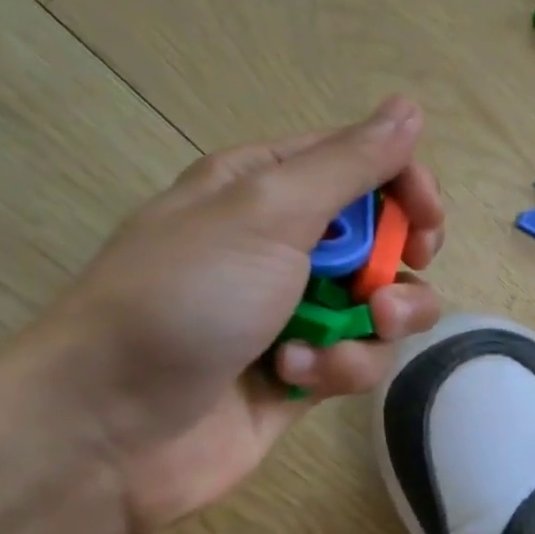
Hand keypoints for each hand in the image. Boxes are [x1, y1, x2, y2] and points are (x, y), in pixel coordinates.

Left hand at [29, 96, 443, 533]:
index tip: (425, 224)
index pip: (364, 165)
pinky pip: (360, 356)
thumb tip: (409, 108)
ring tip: (336, 342)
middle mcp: (286, 243)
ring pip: (385, 303)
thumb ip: (349, 164)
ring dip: (377, 324)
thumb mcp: (267, 212)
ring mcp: (298, 309)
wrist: (108, 425)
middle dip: (398, 265)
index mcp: (266, 187)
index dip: (406, 187)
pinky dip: (338, 366)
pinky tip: (295, 377)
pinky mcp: (306, 369)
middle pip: (384, 237)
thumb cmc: (185, 298)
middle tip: (386, 290)